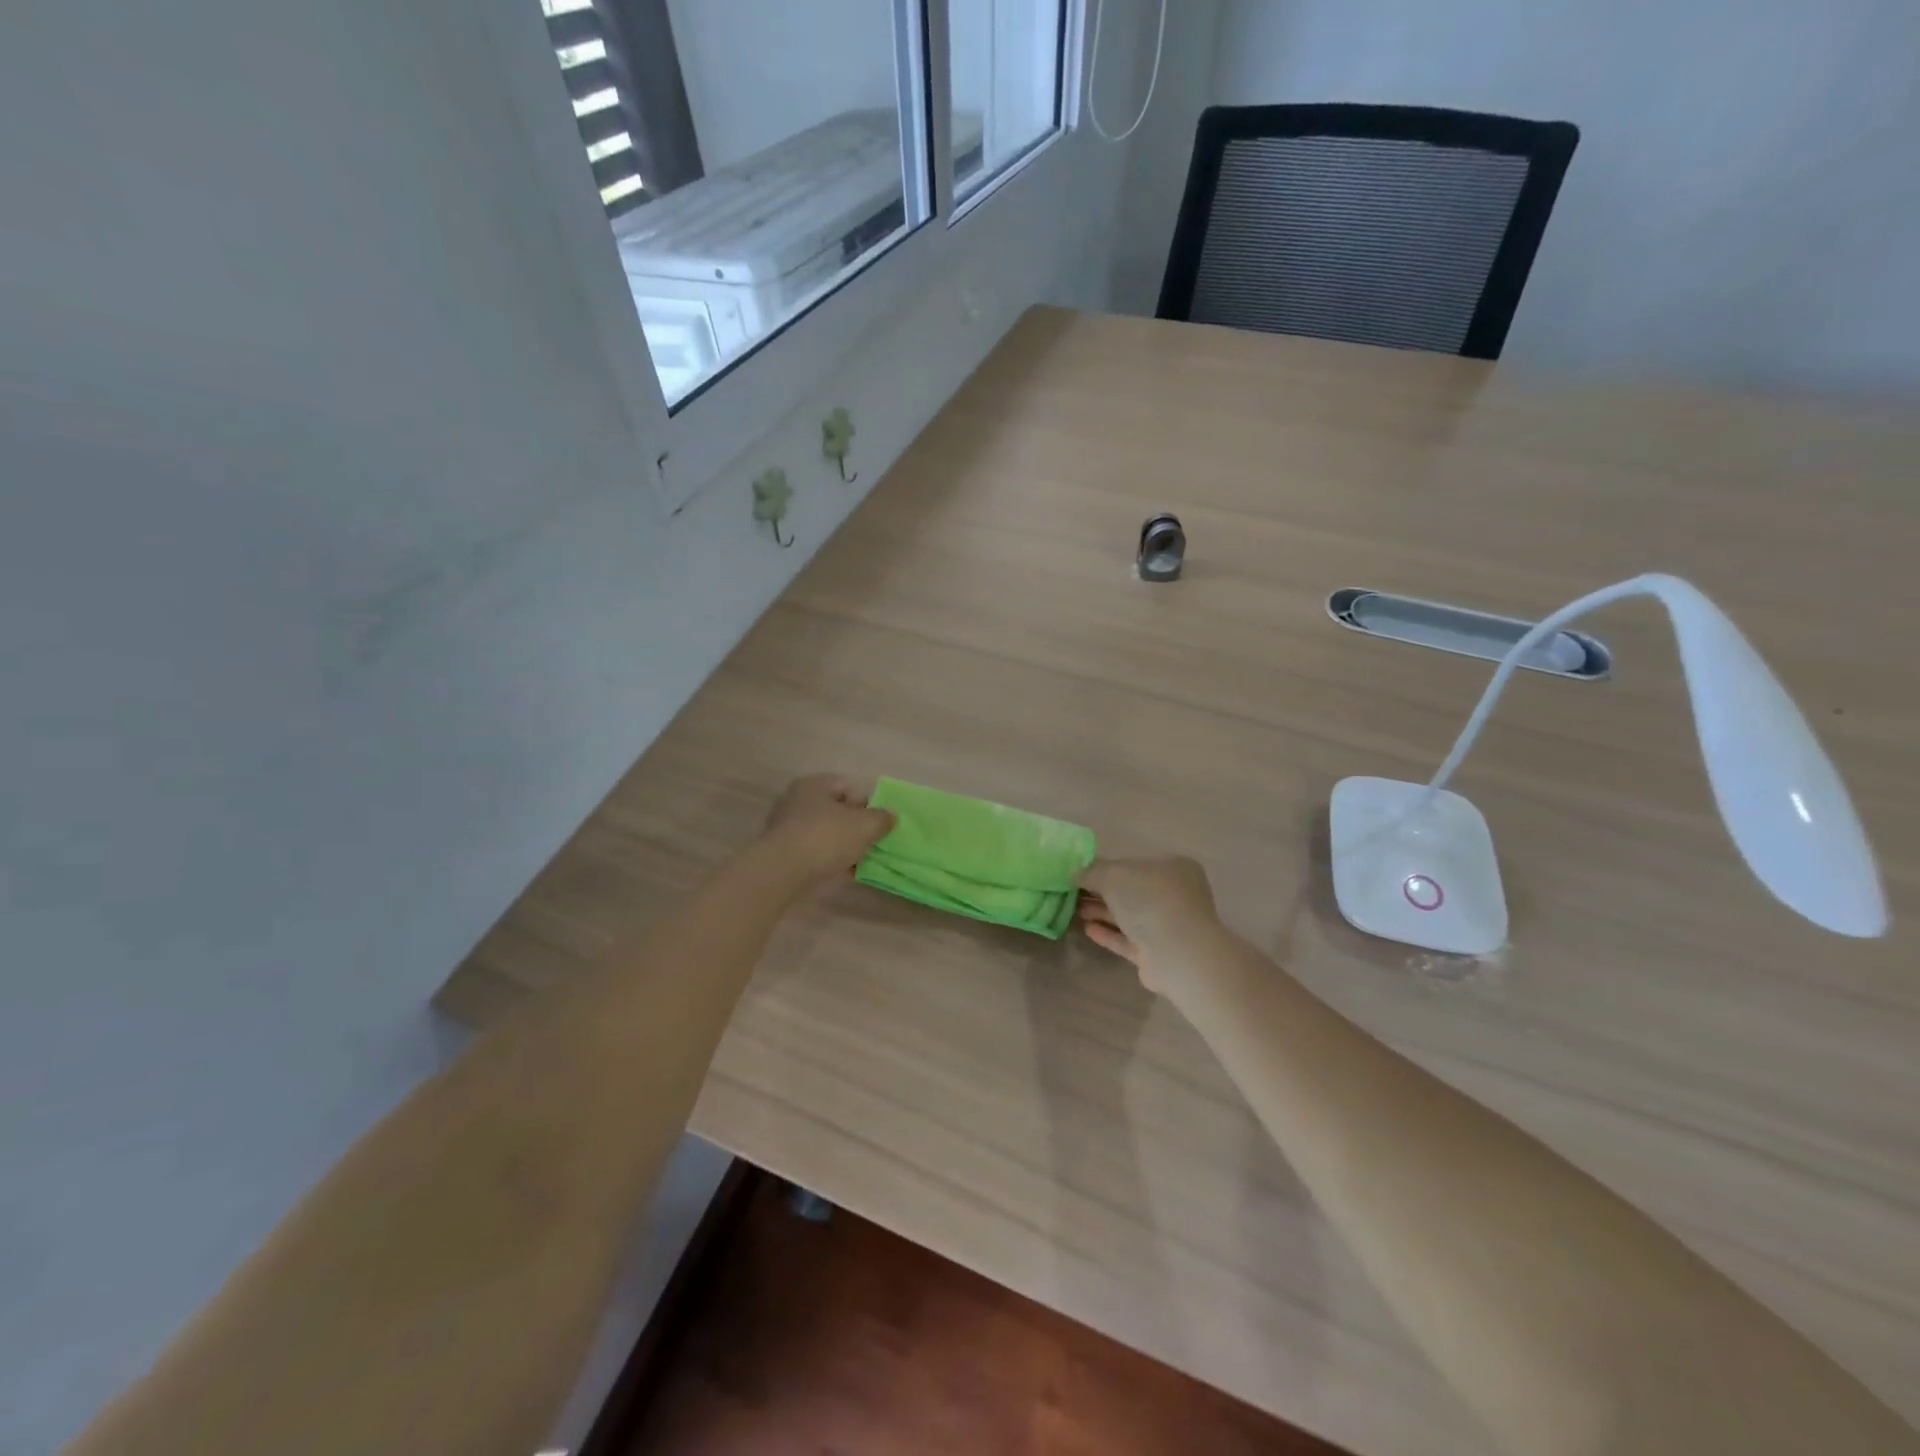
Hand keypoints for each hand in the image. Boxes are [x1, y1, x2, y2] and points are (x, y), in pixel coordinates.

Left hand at [759, 774, 894, 885]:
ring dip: (841, 845)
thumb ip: (882, 818)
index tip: (876, 826)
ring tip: (855, 862)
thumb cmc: (826, 838)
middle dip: (854, 827)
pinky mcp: (781, 850)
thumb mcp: (865, 826)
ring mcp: (786, 826)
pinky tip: (838, 872)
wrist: (782, 872)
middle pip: (836, 810)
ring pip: (824, 832)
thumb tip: (889, 816)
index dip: (867, 805)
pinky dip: (826, 858)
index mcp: (815, 784)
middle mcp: (797, 799)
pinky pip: (811, 850)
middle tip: (868, 845)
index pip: (849, 787)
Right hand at [1077, 857, 1223, 999]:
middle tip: (1072, 894)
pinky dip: (1109, 934)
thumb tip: (1075, 874)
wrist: (1178, 954)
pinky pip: (1129, 939)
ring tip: (1074, 911)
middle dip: (1100, 892)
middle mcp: (1175, 895)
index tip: (1081, 874)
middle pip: (1131, 891)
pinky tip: (1087, 929)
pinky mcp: (1158, 953)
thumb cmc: (1150, 901)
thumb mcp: (1113, 875)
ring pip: (1129, 916)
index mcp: (1173, 868)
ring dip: (1102, 912)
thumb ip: (1091, 872)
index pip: (1134, 864)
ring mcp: (1168, 926)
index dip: (1106, 868)